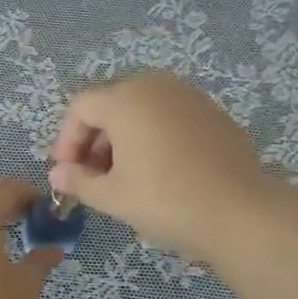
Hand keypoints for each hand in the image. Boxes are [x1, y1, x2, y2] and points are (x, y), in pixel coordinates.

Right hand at [48, 72, 273, 260]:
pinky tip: (159, 172)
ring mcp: (190, 97)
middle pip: (111, 104)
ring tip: (124, 178)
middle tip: (92, 177)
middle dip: (95, 140)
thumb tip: (57, 174)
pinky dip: (154, 137)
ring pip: (142, 110)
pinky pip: (170, 118)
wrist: (240, 212)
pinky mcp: (213, 114)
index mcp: (126, 99)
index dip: (66, 140)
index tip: (66, 173)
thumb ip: (79, 181)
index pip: (81, 108)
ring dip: (123, 139)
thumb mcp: (113, 196)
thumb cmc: (166, 201)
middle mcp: (156, 87)